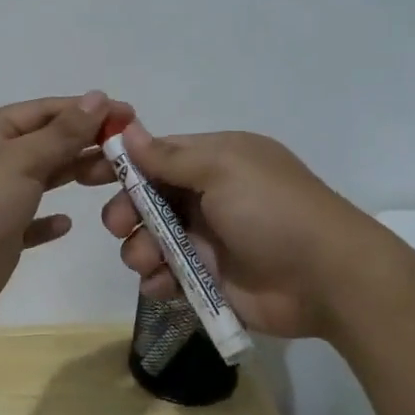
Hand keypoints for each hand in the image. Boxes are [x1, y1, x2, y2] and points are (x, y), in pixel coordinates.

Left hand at [0, 91, 116, 319]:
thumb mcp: (20, 159)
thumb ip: (62, 133)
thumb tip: (97, 97)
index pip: (46, 111)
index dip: (87, 111)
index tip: (130, 116)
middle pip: (46, 144)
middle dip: (86, 144)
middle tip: (130, 154)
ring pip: (41, 180)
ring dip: (73, 176)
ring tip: (112, 178)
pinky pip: (28, 223)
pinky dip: (47, 221)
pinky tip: (67, 222)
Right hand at [79, 122, 379, 338]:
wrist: (327, 279)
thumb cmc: (273, 211)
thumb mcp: (223, 169)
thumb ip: (171, 156)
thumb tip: (128, 129)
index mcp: (214, 161)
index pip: (157, 155)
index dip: (123, 164)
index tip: (87, 173)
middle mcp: (208, 196)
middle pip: (147, 199)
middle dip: (127, 211)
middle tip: (121, 226)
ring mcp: (207, 239)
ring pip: (151, 239)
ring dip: (140, 249)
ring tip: (148, 262)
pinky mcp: (208, 279)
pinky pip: (167, 275)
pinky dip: (157, 280)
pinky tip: (161, 285)